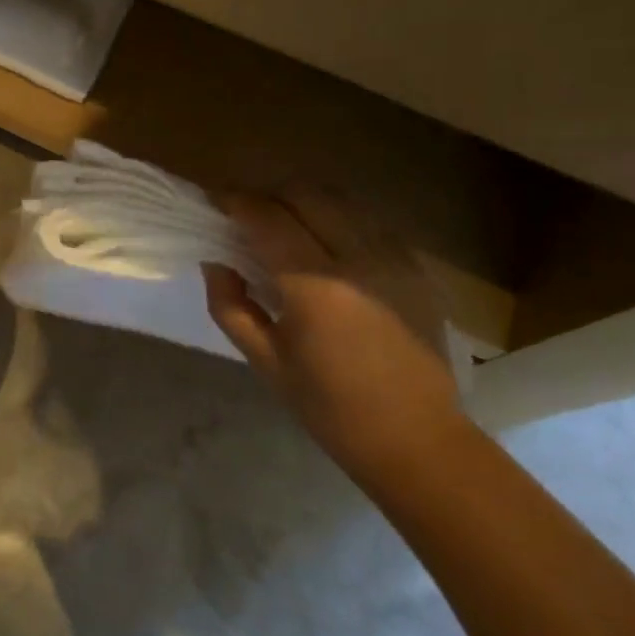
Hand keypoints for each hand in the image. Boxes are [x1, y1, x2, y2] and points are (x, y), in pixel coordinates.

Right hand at [203, 186, 461, 473]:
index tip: (216, 202)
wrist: (418, 440)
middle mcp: (356, 258)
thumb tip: (215, 262)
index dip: (236, 202)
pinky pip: (368, 223)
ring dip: (304, 203)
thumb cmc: (331, 408)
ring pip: (340, 202)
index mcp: (314, 285)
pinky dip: (337, 220)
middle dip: (269, 196)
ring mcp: (394, 259)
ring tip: (284, 226)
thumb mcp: (266, 362)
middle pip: (305, 195)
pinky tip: (326, 246)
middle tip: (247, 216)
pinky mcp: (416, 268)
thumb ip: (230, 306)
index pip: (266, 217)